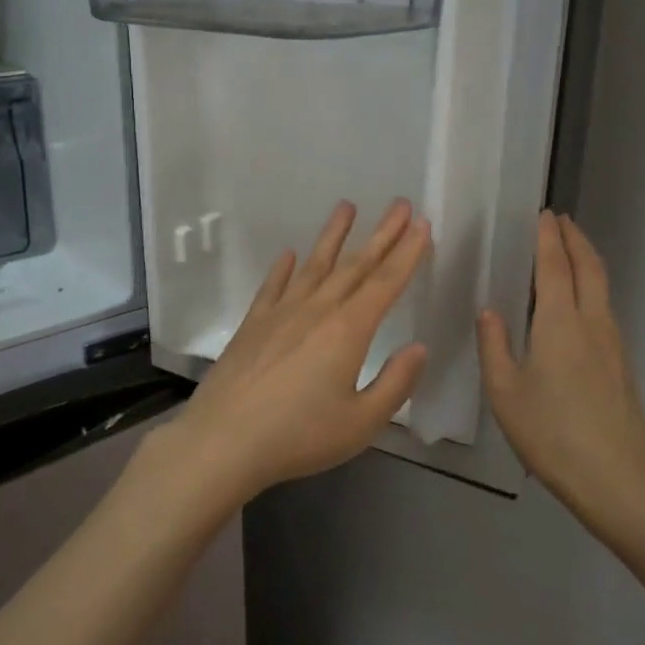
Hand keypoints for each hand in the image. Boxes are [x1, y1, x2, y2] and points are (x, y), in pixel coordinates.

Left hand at [154, 199, 431, 505]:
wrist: (223, 440)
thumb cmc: (298, 436)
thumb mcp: (361, 423)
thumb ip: (395, 384)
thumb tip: (418, 348)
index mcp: (348, 331)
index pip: (385, 283)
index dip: (407, 253)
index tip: (421, 224)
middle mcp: (316, 310)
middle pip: (355, 265)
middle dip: (381, 234)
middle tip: (399, 204)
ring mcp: (280, 313)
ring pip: (314, 265)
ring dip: (333, 236)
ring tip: (346, 207)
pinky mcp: (252, 324)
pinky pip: (273, 286)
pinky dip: (283, 269)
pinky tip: (289, 254)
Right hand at [478, 211, 644, 547]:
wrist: (619, 480)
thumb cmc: (552, 434)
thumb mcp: (505, 393)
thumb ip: (494, 346)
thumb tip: (490, 312)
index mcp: (560, 323)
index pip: (555, 266)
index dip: (549, 237)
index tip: (544, 215)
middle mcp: (592, 323)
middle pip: (589, 267)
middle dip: (575, 239)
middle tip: (560, 221)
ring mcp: (613, 344)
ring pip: (602, 287)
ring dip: (586, 261)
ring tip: (568, 251)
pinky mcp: (622, 364)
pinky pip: (604, 309)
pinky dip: (591, 287)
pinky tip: (576, 303)